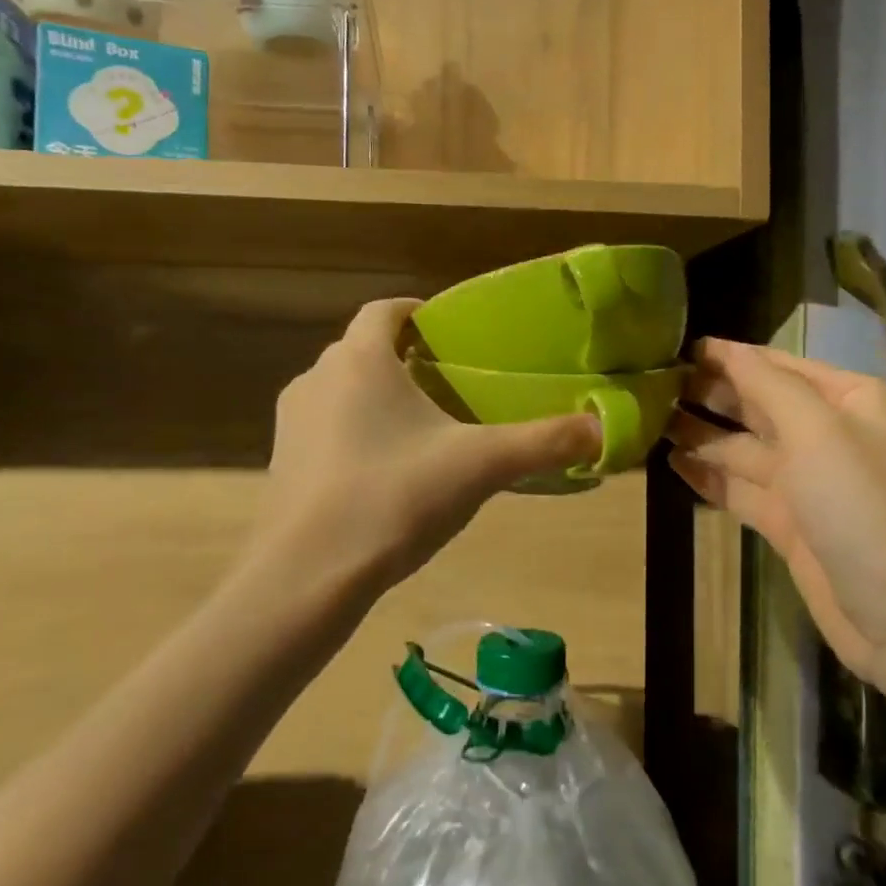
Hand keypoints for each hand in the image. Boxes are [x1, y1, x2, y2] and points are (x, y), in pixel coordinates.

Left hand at [262, 299, 602, 595]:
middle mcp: (317, 377)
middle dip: (403, 360)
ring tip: (420, 433)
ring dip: (376, 399)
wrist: (307, 575)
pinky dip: (353, 436)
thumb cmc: (395, 497)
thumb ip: (544, 442)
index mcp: (361, 359)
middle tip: (448, 386)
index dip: (416, 312)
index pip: (385, 309)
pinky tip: (384, 476)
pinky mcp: (281, 463)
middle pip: (364, 350)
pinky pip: (325, 431)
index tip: (448, 331)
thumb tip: (605, 428)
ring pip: (342, 391)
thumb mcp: (481, 466)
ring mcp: (291, 422)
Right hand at [667, 338, 885, 677]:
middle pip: (757, 404)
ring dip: (700, 434)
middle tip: (650, 384)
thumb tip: (727, 350)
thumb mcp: (819, 432)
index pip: (777, 365)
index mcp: (848, 400)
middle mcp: (828, 435)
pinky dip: (709, 478)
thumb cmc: (867, 507)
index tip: (674, 347)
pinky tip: (671, 464)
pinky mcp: (790, 525)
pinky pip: (741, 491)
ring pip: (743, 448)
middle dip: (709, 393)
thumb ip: (768, 385)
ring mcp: (807, 483)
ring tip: (647, 420)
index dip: (727, 356)